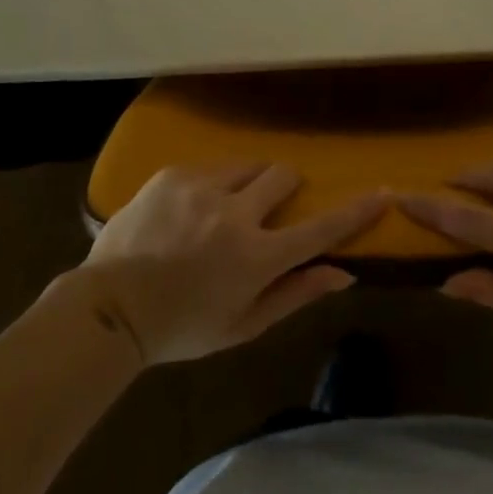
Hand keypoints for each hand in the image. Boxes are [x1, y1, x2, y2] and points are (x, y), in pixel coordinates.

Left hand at [80, 162, 385, 364]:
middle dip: (287, 188)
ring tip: (224, 209)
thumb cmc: (182, 327)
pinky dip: (213, 185)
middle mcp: (235, 212)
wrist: (110, 307)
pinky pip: (210, 167)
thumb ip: (295, 294)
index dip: (355, 211)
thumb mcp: (243, 326)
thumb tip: (344, 274)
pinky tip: (189, 211)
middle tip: (268, 209)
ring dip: (249, 183)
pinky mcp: (174, 174)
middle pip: (284, 175)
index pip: (320, 228)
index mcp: (256, 256)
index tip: (382, 192)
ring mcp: (202, 187)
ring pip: (248, 165)